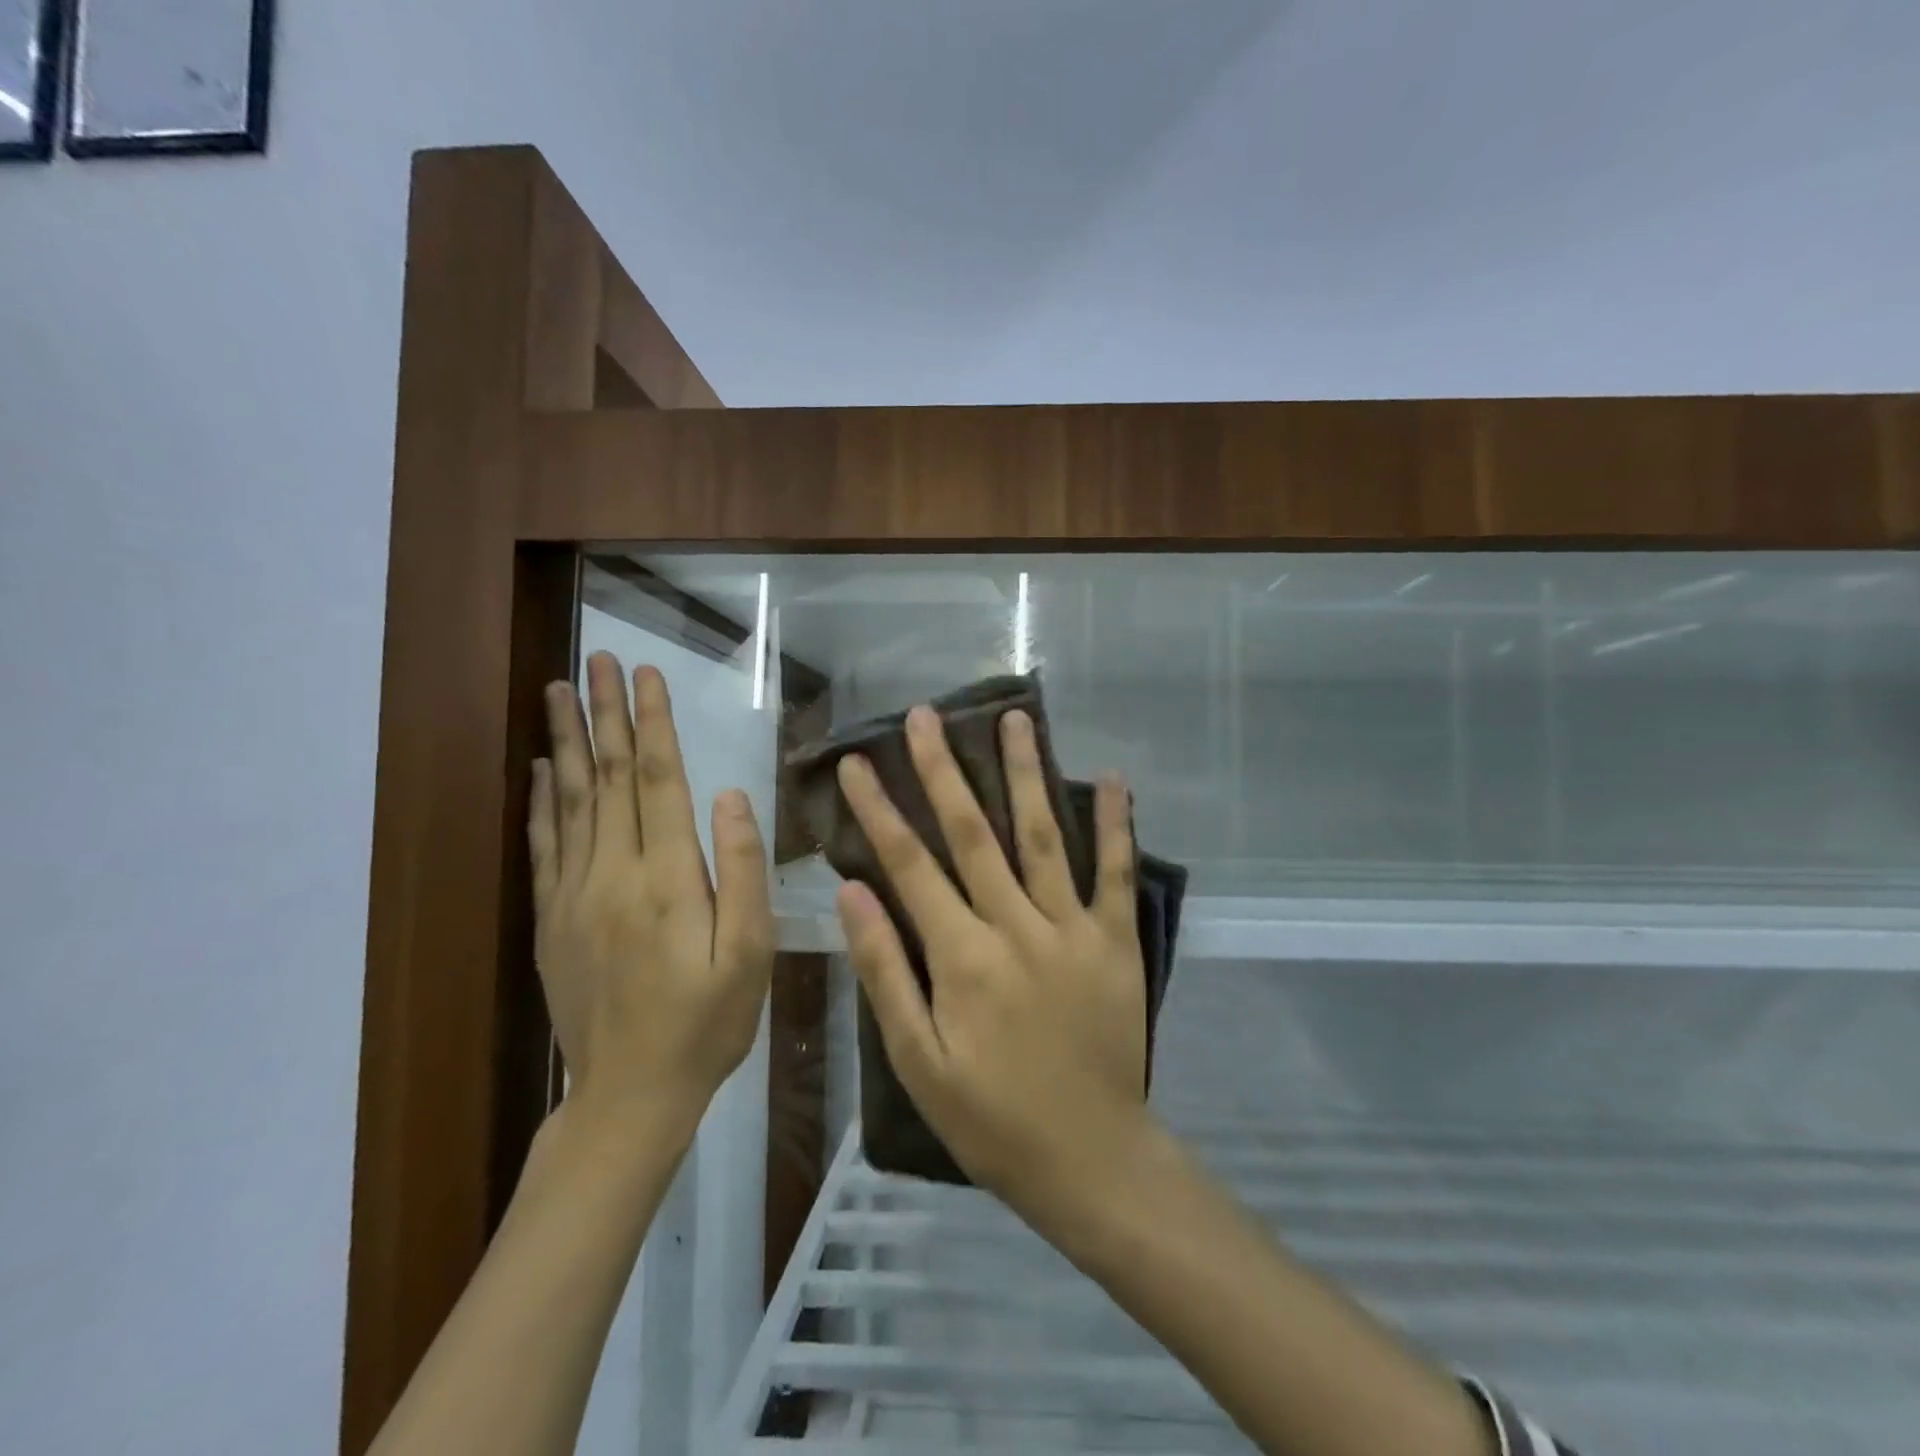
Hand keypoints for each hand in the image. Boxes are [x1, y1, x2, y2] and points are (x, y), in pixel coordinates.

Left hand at [529, 652, 775, 1123]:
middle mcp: (613, 872)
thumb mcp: (751, 952)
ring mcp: (574, 894)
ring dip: (566, 740)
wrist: (629, 1094)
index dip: (653, 723)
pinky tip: (542, 768)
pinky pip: (544, 845)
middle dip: (605, 713)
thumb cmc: (707, 1022)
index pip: (659, 780)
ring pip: (570, 800)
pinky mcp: (552, 918)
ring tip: (559, 691)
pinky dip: (542, 800)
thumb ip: (742, 871)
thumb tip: (731, 796)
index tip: (646, 674)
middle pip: (609, 777)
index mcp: (667, 877)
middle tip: (596, 659)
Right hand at [835, 704, 1153, 1221]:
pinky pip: (1117, 872)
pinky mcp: (1117, 940)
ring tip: (1013, 717)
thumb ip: (885, 971)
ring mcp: (1073, 928)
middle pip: (973, 833)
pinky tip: (1112, 777)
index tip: (857, 763)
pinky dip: (1116, 823)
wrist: (1090, 1158)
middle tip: (925, 716)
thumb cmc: (991, 1118)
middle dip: (942, 770)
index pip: (910, 865)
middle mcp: (1017, 926)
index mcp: (962, 957)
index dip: (879, 810)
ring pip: (1043, 835)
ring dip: (1026, 773)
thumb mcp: (917, 1061)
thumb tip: (852, 892)